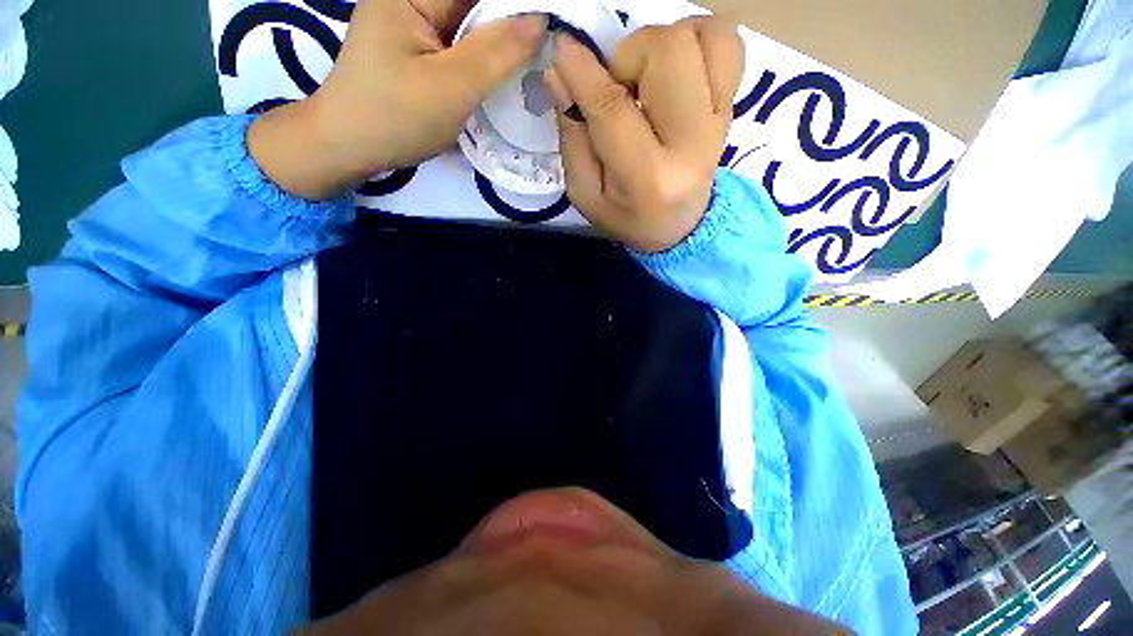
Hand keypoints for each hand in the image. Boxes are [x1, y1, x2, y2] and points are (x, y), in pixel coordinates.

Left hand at [249, 0, 546, 199]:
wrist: (349, 147)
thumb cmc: (396, 118)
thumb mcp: (452, 87)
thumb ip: (497, 53)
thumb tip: (541, 22)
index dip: (517, 7)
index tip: (549, 27)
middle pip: (475, 4)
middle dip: (510, 24)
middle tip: (543, 49)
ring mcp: (412, 21)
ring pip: (471, 23)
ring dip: (499, 41)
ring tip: (529, 60)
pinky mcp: (416, 46)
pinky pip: (460, 42)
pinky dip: (483, 55)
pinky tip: (500, 70)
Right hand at [544, 18, 743, 252]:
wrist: (680, 229)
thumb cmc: (626, 217)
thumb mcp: (587, 195)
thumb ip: (572, 139)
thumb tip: (559, 74)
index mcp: (648, 178)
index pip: (613, 109)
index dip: (582, 71)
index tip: (562, 49)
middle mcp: (691, 144)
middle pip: (667, 52)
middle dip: (628, 56)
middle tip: (617, 86)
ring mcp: (719, 122)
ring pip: (700, 37)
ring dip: (660, 45)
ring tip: (645, 79)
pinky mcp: (732, 107)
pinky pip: (727, 42)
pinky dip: (697, 38)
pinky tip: (676, 68)